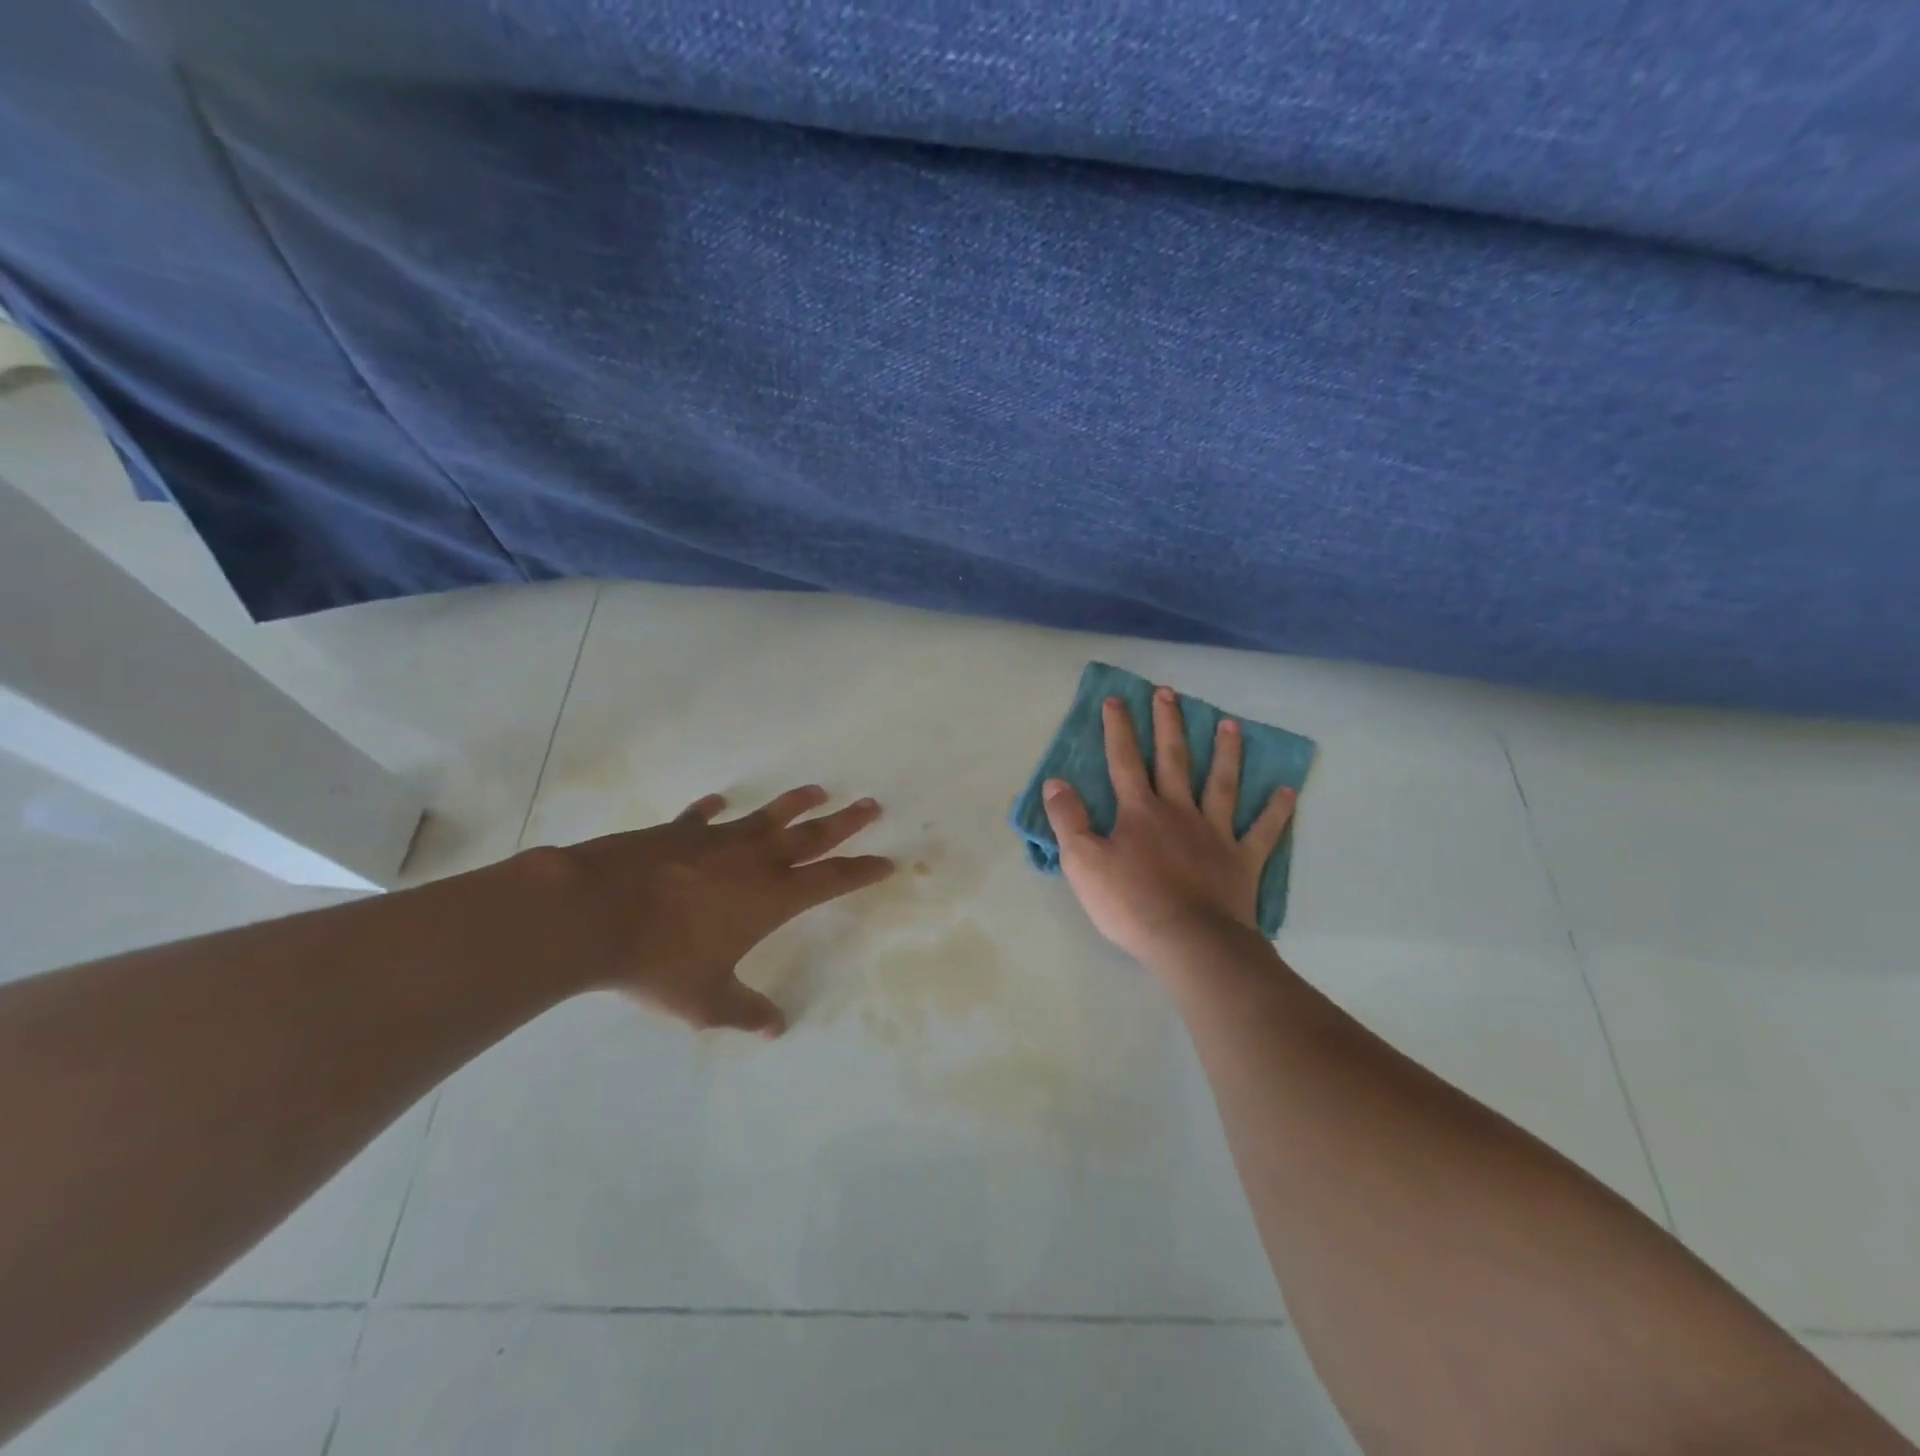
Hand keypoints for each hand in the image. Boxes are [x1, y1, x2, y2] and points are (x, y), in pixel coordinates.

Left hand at [538, 786, 892, 1035]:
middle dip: (846, 823)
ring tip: (818, 791)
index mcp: (771, 898)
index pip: (831, 880)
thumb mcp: (705, 1000)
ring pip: (767, 816)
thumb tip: (775, 1029)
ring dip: (795, 804)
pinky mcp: (678, 831)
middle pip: (812, 837)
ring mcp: (716, 840)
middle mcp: (754, 861)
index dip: (861, 871)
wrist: (594, 913)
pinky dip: (711, 811)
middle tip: (872, 805)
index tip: (886, 860)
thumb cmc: (659, 960)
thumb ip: (743, 1012)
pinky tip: (717, 802)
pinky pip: (702, 818)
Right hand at [1043, 687, 1294, 966]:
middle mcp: (1178, 810)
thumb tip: (1056, 782)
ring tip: (1230, 724)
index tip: (1117, 699)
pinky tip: (1287, 791)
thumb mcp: (1083, 862)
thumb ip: (1069, 819)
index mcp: (1139, 811)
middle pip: (1173, 759)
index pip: (1125, 760)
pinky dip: (1276, 811)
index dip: (1119, 729)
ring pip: (1222, 783)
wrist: (1189, 941)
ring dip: (1226, 752)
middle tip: (1169, 693)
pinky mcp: (1242, 859)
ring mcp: (1215, 832)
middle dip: (1169, 724)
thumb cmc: (1131, 903)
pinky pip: (1263, 831)